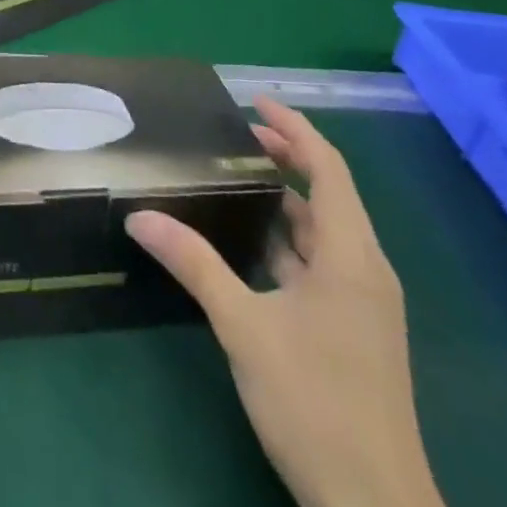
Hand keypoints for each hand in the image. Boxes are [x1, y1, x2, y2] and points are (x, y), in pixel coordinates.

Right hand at [125, 98, 443, 506]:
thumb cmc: (315, 404)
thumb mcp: (244, 327)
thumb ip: (194, 264)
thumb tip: (139, 216)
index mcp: (351, 255)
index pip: (328, 167)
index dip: (294, 128)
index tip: (254, 102)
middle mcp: (367, 269)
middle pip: (330, 193)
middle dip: (288, 158)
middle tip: (238, 135)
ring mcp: (366, 303)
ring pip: (327, 231)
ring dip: (288, 201)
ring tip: (238, 180)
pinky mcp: (359, 330)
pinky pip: (324, 263)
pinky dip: (291, 241)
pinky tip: (255, 247)